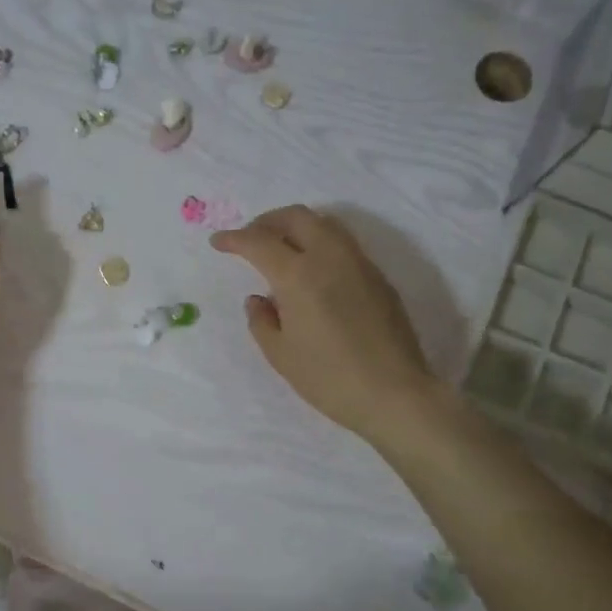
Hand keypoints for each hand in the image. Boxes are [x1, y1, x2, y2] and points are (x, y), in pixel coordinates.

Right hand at [211, 205, 436, 437]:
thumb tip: (258, 300)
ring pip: (324, 223)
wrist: (393, 393)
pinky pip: (343, 243)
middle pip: (296, 217)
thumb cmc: (328, 378)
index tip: (218, 242)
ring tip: (281, 248)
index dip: (234, 239)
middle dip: (266, 221)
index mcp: (298, 275)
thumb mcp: (280, 354)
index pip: (259, 242)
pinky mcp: (378, 277)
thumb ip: (261, 321)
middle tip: (250, 238)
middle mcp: (329, 257)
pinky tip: (312, 269)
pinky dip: (319, 242)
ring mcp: (359, 263)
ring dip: (296, 226)